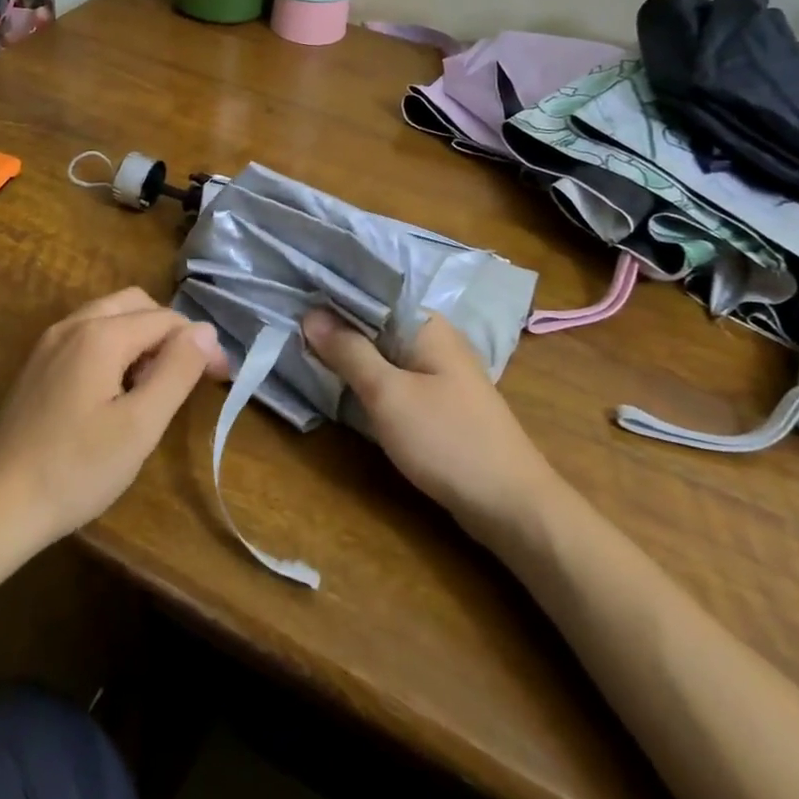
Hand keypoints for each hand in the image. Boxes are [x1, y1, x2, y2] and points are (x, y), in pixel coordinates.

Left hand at [0, 288, 229, 548]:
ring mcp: (51, 342)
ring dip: (143, 338)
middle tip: (191, 375)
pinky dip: (116, 348)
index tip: (221, 378)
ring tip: (158, 385)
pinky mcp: (39, 364)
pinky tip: (119, 391)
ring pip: (111, 317)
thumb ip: (176, 371)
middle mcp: (73, 324)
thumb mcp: (140, 425)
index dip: (200, 343)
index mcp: (100, 334)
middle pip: (137, 304)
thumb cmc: (76, 469)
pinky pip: (89, 336)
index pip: (166, 319)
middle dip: (171, 332)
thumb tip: (205, 331)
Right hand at [303, 308, 550, 532]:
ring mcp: (440, 371)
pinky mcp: (440, 401)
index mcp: (427, 324)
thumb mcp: (388, 394)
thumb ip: (349, 351)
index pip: (371, 293)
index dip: (331, 295)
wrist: (511, 505)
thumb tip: (311, 313)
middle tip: (288, 326)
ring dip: (350, 353)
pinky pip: (395, 376)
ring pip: (384, 351)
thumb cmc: (446, 440)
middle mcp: (435, 339)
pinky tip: (342, 383)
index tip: (291, 296)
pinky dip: (369, 377)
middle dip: (336, 326)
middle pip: (375, 322)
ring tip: (304, 349)